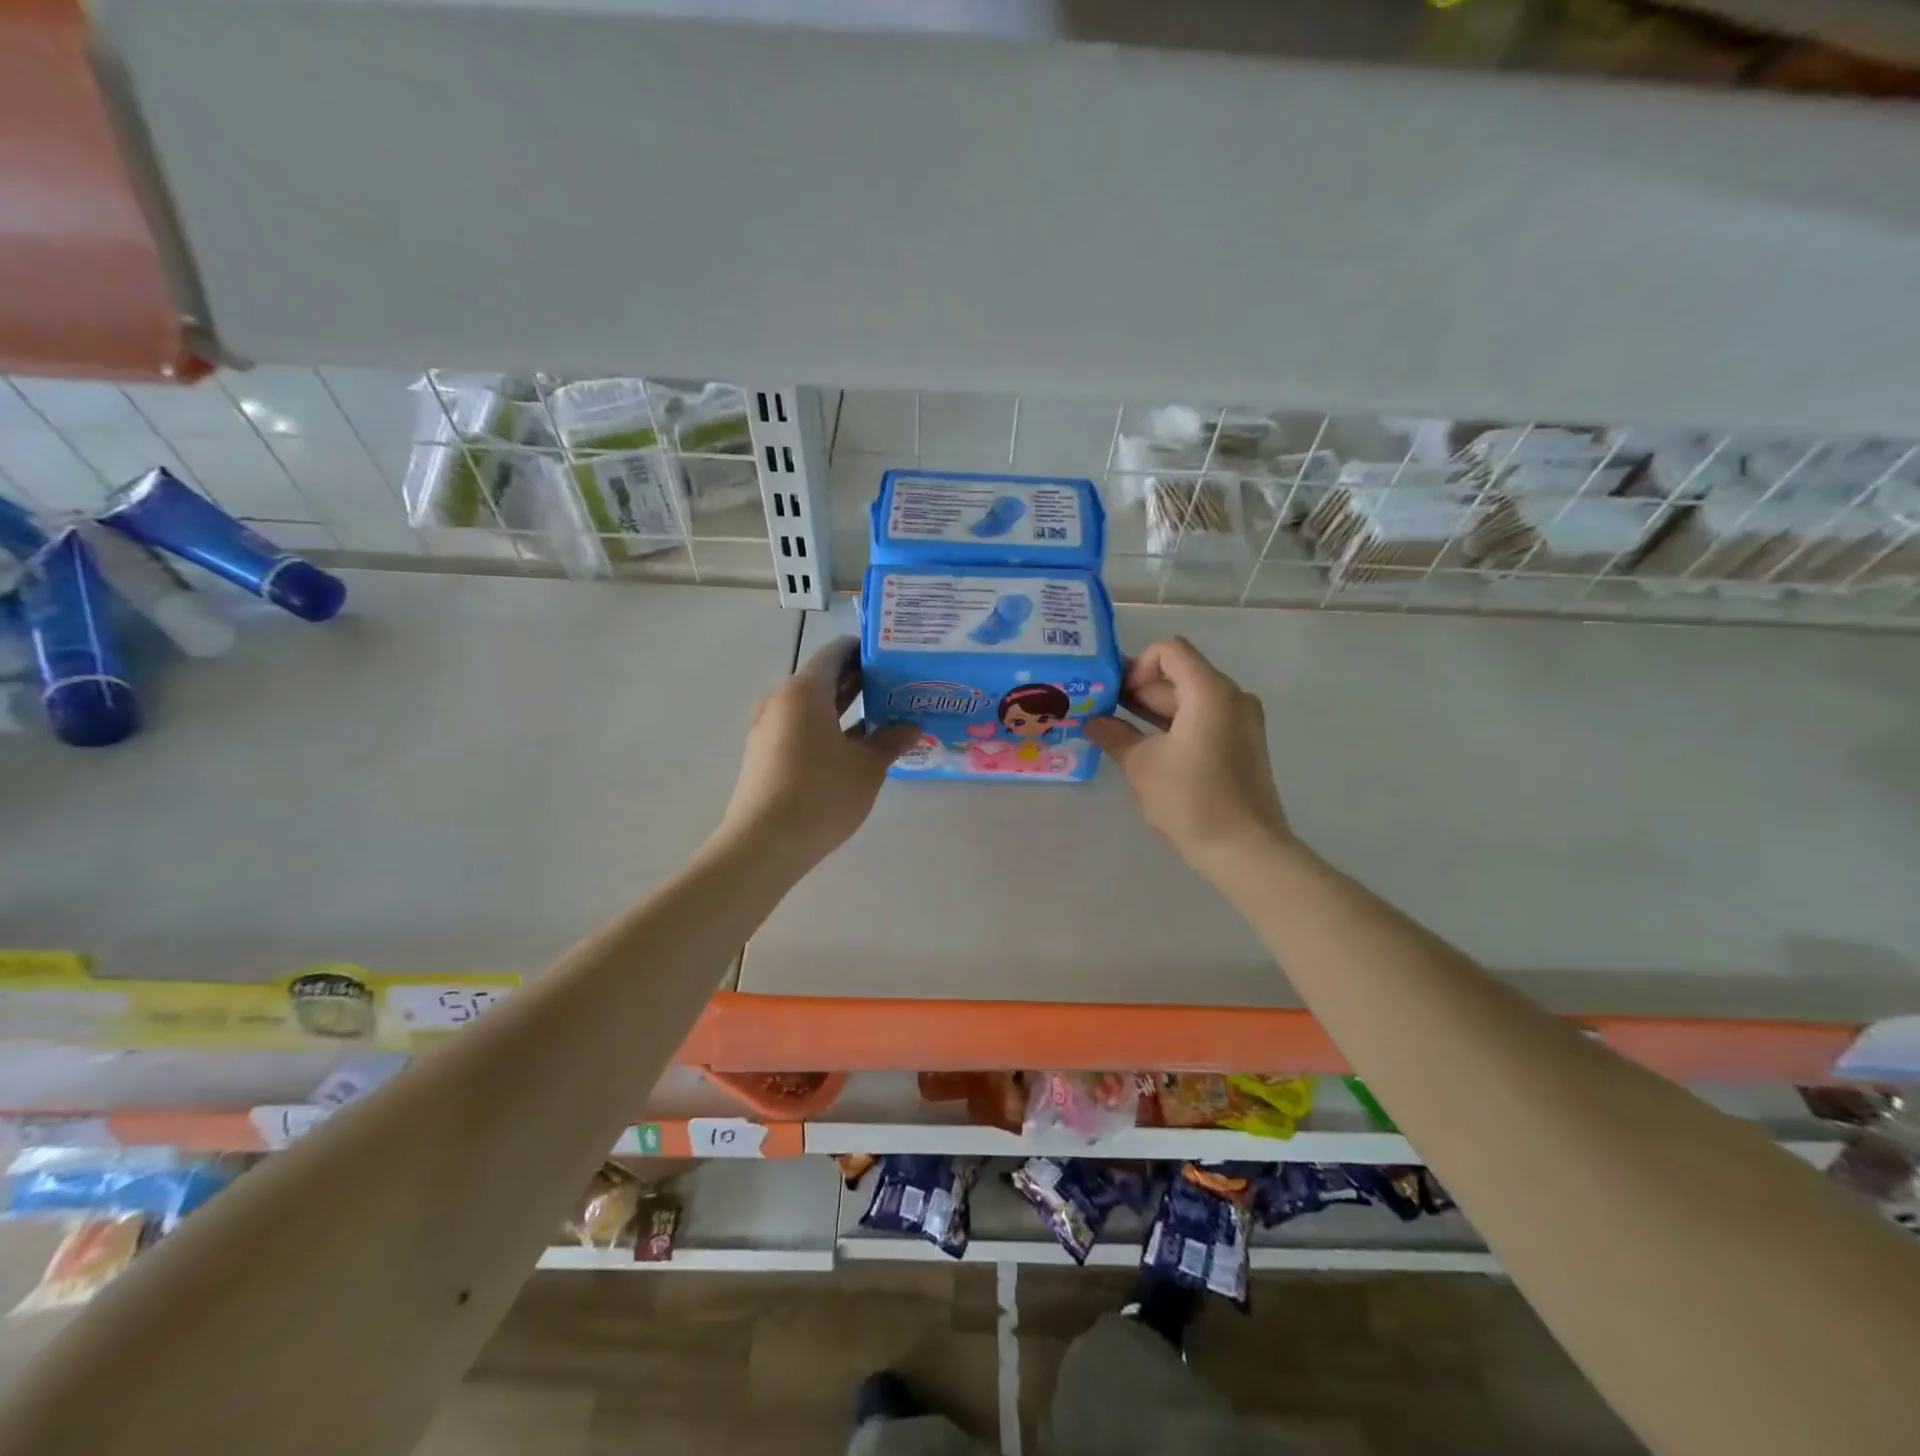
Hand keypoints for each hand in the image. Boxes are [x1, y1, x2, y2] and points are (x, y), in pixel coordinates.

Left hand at [716, 635, 917, 868]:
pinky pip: (802, 727)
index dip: (867, 651)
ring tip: (884, 716)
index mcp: (805, 690)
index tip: (896, 658)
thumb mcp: (867, 767)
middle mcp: (782, 700)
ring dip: (845, 708)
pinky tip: (855, 746)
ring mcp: (769, 728)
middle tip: (899, 687)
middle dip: (861, 680)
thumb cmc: (821, 794)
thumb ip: (891, 740)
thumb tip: (912, 726)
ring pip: (813, 705)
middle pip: (824, 678)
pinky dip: (828, 728)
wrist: (764, 844)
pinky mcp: (765, 754)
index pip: (837, 652)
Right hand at [1084, 636, 1290, 871]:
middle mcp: (1231, 697)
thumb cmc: (1191, 799)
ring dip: (1152, 709)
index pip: (1169, 651)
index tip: (1114, 696)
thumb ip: (1114, 734)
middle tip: (1101, 710)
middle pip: (1178, 675)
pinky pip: (1202, 720)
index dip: (1136, 665)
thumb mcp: (1142, 765)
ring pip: (1189, 699)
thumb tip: (1092, 721)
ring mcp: (1240, 721)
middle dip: (1138, 689)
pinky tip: (1144, 746)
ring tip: (1115, 728)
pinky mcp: (1240, 744)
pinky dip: (1173, 725)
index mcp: (1210, 691)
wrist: (1245, 849)